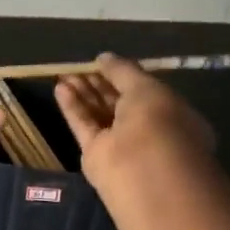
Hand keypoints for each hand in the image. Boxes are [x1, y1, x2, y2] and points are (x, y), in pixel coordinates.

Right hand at [56, 54, 215, 190]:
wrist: (144, 172)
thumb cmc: (158, 123)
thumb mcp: (146, 87)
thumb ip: (123, 71)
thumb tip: (103, 58)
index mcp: (169, 114)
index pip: (143, 91)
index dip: (122, 76)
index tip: (101, 62)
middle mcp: (146, 130)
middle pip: (118, 102)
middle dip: (98, 84)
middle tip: (77, 67)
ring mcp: (121, 144)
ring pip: (99, 114)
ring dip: (83, 93)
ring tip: (64, 74)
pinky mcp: (97, 156)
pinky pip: (84, 127)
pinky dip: (73, 108)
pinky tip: (60, 89)